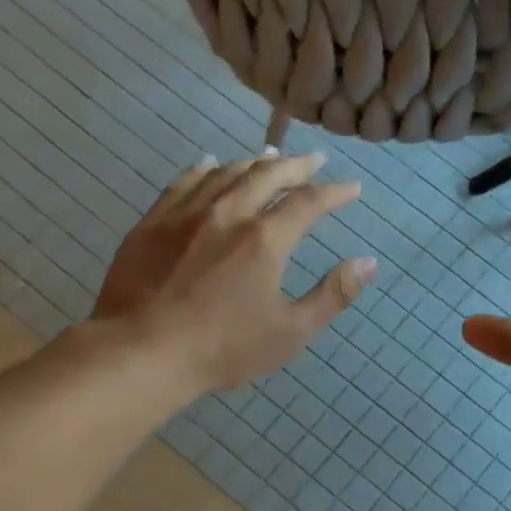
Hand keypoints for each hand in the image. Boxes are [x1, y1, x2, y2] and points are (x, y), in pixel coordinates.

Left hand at [91, 151, 375, 392]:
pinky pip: (183, 182)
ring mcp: (186, 214)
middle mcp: (228, 213)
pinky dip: (203, 169)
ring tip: (269, 158)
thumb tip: (368, 263)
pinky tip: (209, 164)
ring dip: (253, 162)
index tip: (352, 186)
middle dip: (296, 166)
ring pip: (225, 172)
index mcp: (265, 239)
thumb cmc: (223, 349)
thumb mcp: (290, 332)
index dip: (335, 192)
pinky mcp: (152, 223)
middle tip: (314, 160)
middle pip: (267, 176)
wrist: (143, 352)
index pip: (309, 202)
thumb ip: (332, 295)